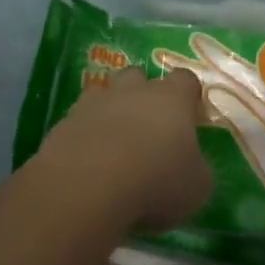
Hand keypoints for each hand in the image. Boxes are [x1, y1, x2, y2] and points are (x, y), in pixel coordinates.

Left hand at [37, 67, 211, 232]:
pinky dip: (86, 135)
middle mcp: (134, 90)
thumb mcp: (197, 187)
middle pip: (140, 77)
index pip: (186, 79)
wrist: (89, 183)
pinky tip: (89, 163)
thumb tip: (194, 167)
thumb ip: (198, 170)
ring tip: (114, 146)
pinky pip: (80, 121)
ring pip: (105, 94)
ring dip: (111, 113)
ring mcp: (96, 101)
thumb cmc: (156, 180)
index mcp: (172, 98)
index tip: (190, 116)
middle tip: (148, 129)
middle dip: (143, 96)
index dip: (188, 95)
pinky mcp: (66, 121)